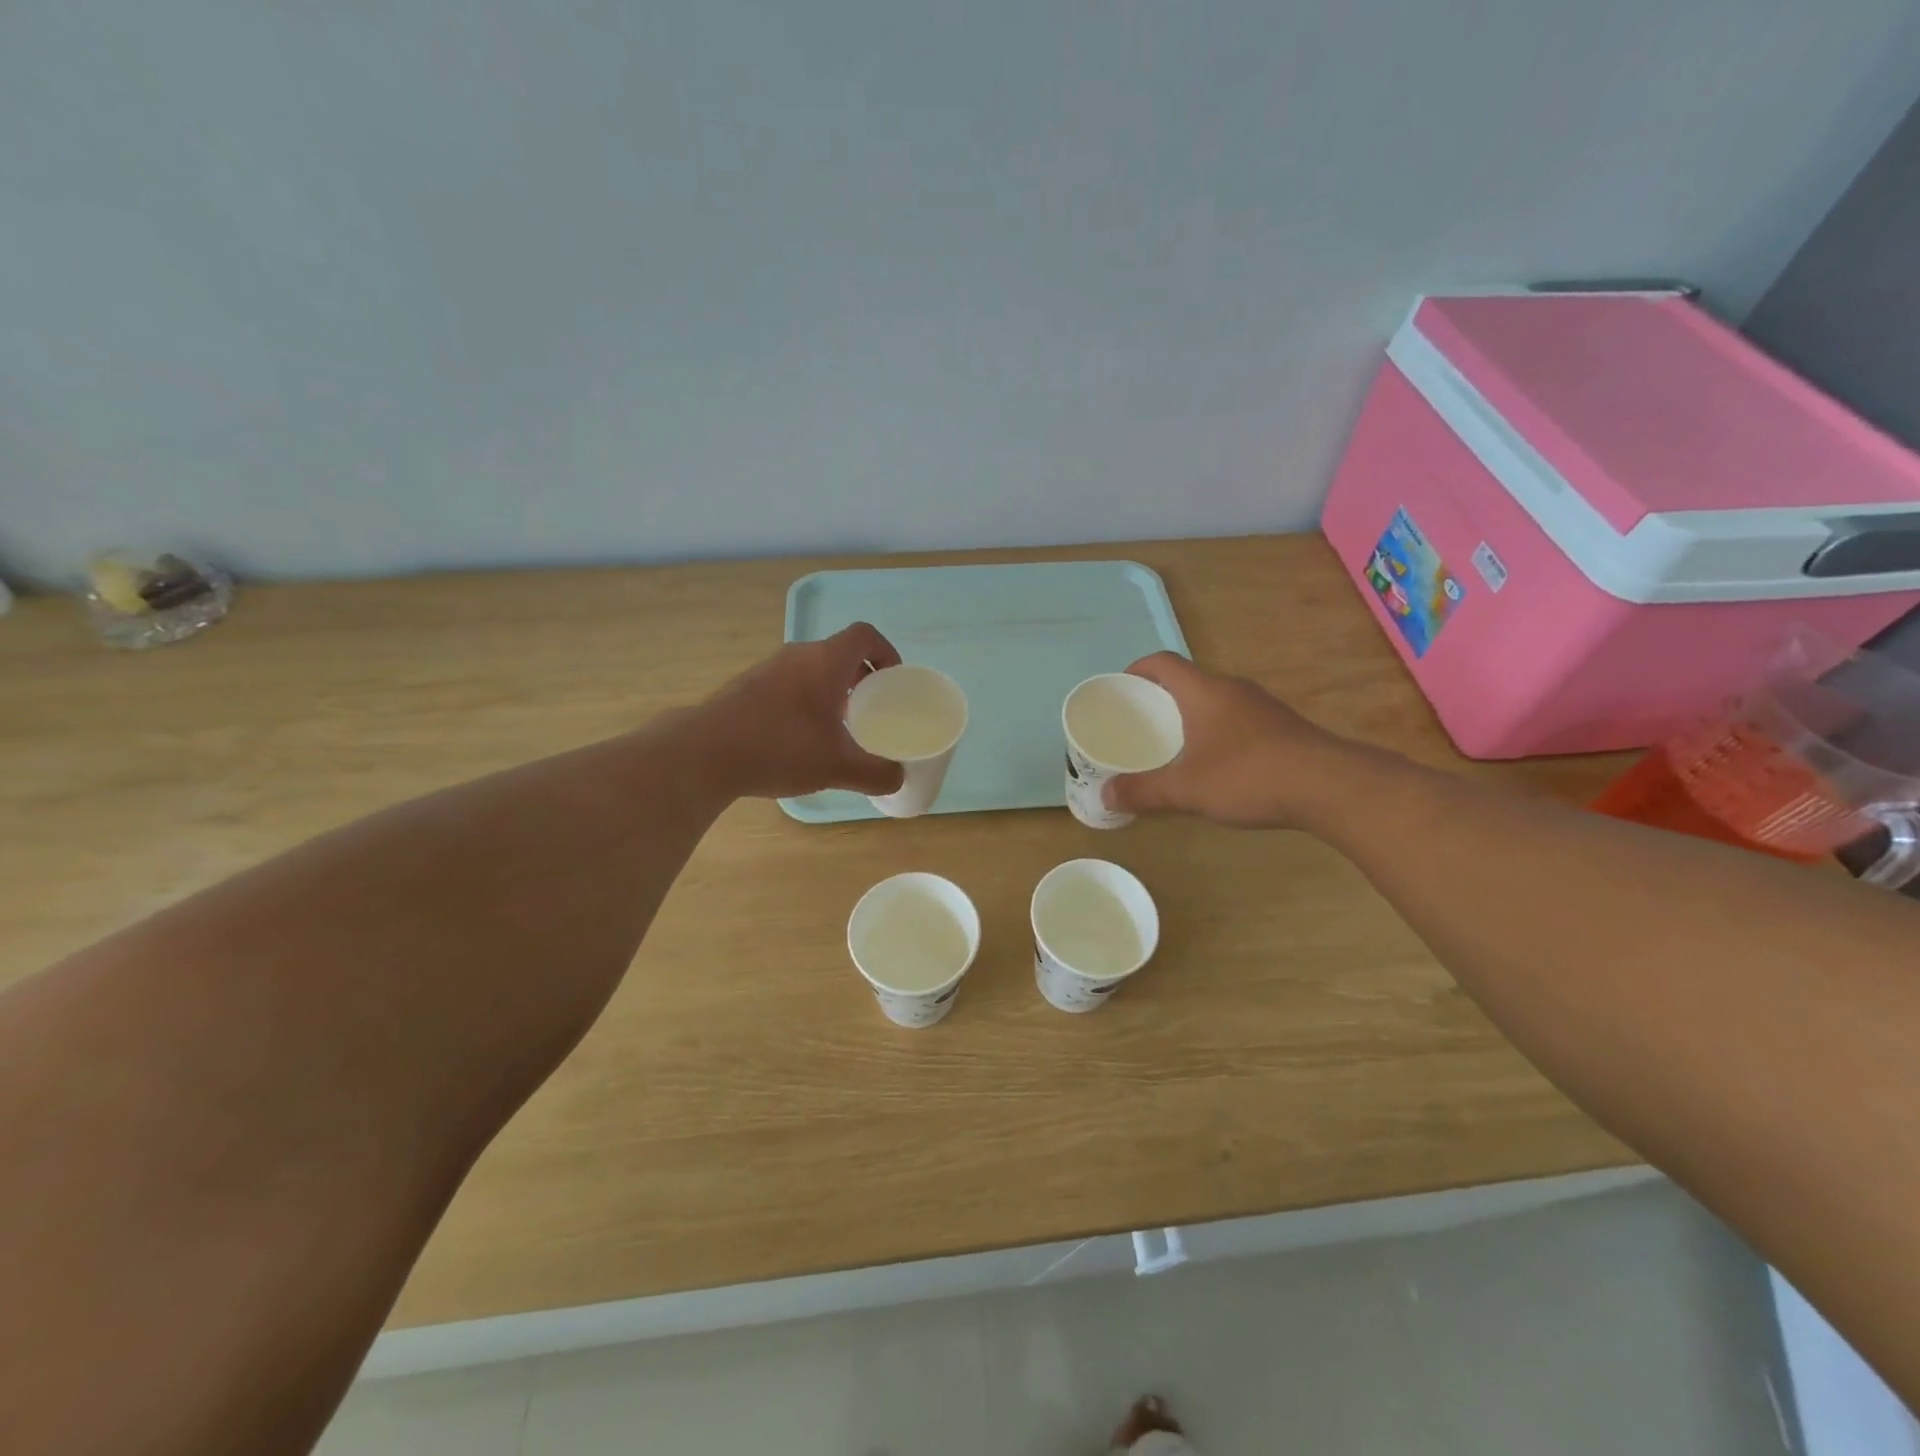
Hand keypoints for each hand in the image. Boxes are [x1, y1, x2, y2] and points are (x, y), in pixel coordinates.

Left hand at [698, 623, 907, 800]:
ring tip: (837, 727)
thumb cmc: (780, 748)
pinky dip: (804, 701)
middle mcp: (796, 656)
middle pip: (838, 653)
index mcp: (825, 661)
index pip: (865, 635)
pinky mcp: (745, 688)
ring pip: (811, 669)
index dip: (886, 651)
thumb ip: (875, 774)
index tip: (893, 680)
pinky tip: (799, 738)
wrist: (703, 753)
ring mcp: (766, 669)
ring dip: (831, 690)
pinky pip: (787, 684)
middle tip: (870, 709)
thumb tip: (897, 778)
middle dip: (860, 677)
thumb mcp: (837, 767)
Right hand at [1104, 652, 1351, 828]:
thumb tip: (1106, 796)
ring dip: (1190, 717)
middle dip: (1160, 698)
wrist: (1330, 787)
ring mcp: (1262, 707)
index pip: (1163, 662)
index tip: (1120, 689)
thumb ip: (1144, 791)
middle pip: (1188, 681)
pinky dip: (1216, 732)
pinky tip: (1214, 763)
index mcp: (1205, 691)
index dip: (1137, 669)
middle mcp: (1233, 690)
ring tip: (1172, 746)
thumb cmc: (1248, 776)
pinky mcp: (1282, 728)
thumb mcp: (1186, 788)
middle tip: (1139, 725)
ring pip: (1214, 702)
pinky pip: (1236, 720)